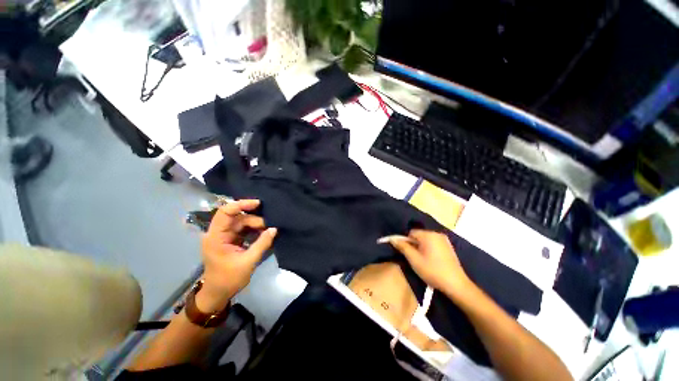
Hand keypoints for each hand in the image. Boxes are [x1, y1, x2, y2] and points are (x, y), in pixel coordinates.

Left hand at [199, 199, 276, 310]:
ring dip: (255, 225)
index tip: (258, 204)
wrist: (218, 294)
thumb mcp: (248, 261)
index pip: (226, 212)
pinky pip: (243, 229)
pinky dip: (254, 229)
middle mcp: (218, 233)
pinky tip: (263, 233)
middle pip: (237, 217)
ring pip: (242, 222)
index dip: (241, 204)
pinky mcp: (230, 240)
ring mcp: (224, 236)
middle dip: (254, 219)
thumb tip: (275, 229)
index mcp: (216, 237)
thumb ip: (262, 243)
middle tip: (269, 227)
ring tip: (268, 231)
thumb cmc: (229, 279)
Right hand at [389, 229, 473, 299]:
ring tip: (422, 260)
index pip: (411, 232)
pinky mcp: (449, 247)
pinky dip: (429, 249)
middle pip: (418, 235)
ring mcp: (444, 240)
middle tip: (413, 258)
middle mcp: (436, 233)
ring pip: (426, 240)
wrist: (456, 285)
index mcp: (428, 235)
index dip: (406, 241)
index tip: (406, 253)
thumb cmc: (432, 271)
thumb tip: (392, 238)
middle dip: (414, 244)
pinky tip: (431, 260)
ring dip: (421, 247)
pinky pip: (433, 243)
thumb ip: (402, 247)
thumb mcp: (414, 259)